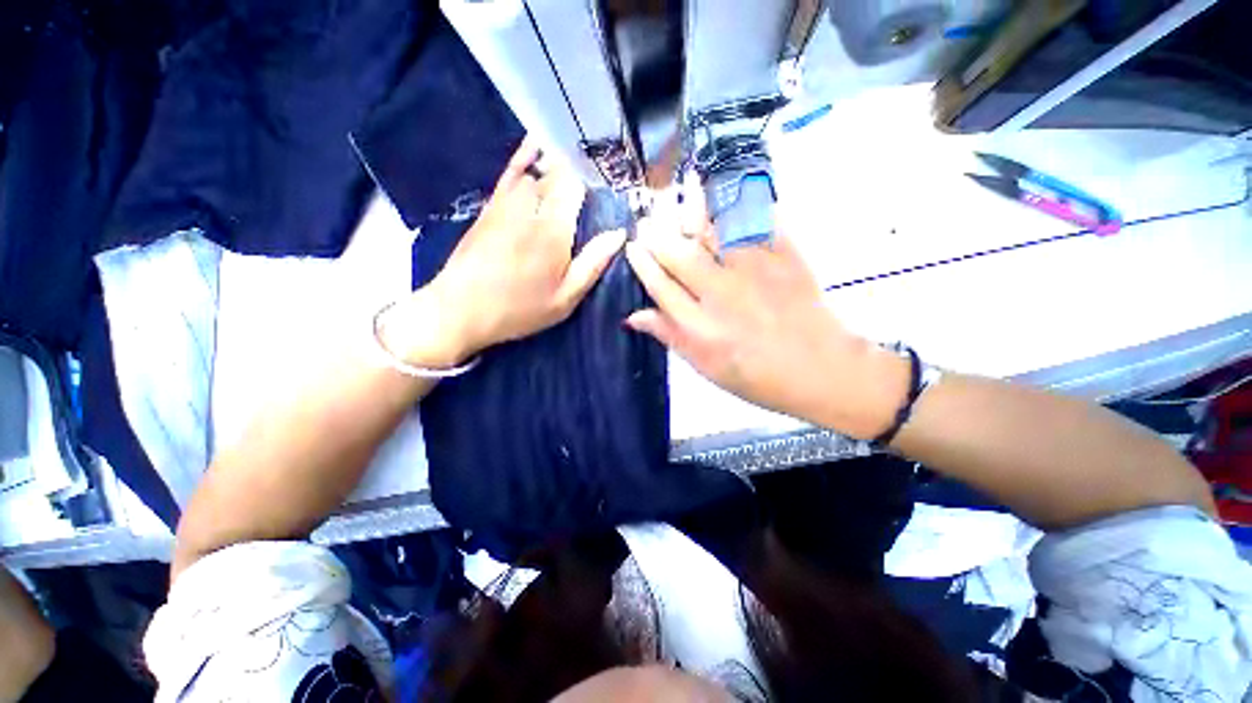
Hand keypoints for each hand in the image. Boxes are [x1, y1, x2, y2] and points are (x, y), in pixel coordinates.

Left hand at [381, 139, 625, 367]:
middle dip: (577, 176)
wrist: (461, 309)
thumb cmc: (520, 308)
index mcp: (554, 229)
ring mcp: (506, 202)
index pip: (577, 187)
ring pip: (536, 170)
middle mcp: (531, 206)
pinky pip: (510, 173)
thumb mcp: (566, 298)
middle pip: (558, 175)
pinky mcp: (490, 206)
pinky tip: (535, 145)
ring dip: (556, 168)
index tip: (603, 195)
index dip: (593, 186)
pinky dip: (524, 158)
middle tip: (592, 186)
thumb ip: (593, 263)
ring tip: (572, 165)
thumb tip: (619, 234)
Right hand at [623, 181, 908, 438]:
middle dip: (656, 235)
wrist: (819, 370)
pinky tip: (729, 195)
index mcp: (701, 327)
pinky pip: (757, 225)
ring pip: (713, 232)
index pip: (660, 286)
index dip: (642, 264)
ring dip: (692, 212)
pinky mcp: (784, 258)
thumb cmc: (757, 376)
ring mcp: (754, 272)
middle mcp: (721, 295)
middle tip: (646, 223)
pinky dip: (741, 206)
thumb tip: (633, 317)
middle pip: (679, 255)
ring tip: (681, 196)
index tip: (632, 247)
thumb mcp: (706, 367)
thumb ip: (670, 337)